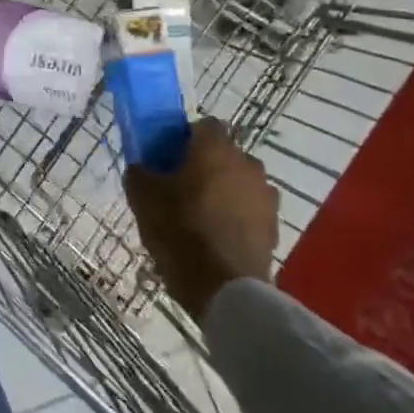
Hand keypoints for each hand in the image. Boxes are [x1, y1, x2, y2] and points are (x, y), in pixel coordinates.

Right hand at [124, 116, 278, 313]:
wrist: (224, 288)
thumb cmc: (180, 231)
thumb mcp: (142, 197)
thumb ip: (140, 171)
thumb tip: (142, 166)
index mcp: (215, 149)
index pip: (203, 124)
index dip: (184, 138)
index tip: (168, 158)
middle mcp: (247, 163)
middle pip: (222, 153)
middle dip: (204, 164)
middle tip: (179, 187)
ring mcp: (265, 195)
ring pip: (238, 181)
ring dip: (222, 189)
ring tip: (199, 215)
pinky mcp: (273, 224)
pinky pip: (249, 208)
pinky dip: (235, 215)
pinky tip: (216, 236)